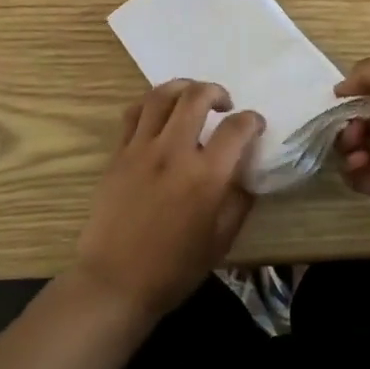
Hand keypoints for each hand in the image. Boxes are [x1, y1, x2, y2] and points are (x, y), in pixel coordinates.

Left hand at [73, 80, 264, 320]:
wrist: (114, 281)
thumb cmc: (173, 269)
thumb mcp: (220, 241)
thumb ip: (238, 202)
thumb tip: (245, 175)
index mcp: (205, 176)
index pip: (237, 128)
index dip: (252, 120)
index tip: (255, 125)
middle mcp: (174, 152)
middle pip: (197, 97)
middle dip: (216, 91)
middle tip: (224, 104)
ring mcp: (141, 149)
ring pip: (161, 95)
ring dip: (183, 87)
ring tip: (191, 96)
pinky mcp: (118, 153)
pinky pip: (134, 113)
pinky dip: (151, 103)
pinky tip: (159, 112)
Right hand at [334, 59, 369, 227]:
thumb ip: (366, 73)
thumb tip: (340, 89)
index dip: (355, 92)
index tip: (340, 95)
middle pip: (360, 121)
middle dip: (345, 118)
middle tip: (349, 122)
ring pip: (353, 147)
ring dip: (345, 141)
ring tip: (356, 141)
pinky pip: (354, 176)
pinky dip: (349, 167)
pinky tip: (360, 160)